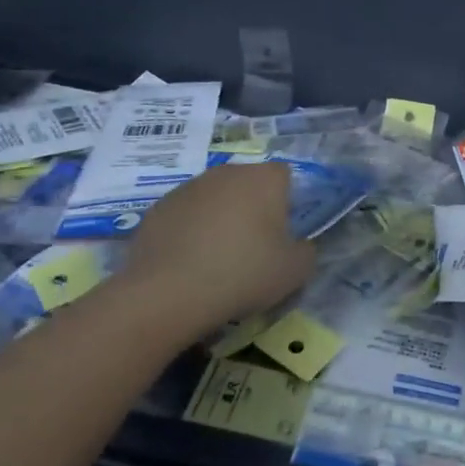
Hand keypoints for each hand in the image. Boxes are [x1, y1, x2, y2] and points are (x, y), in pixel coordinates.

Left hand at [103, 162, 313, 344]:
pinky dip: (190, 230)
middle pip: (248, 183)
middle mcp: (227, 172)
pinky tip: (188, 261)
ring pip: (215, 197)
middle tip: (252, 246)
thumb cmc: (244, 274)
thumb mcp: (295, 271)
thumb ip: (306, 250)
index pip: (284, 176)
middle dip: (252, 206)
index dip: (286, 201)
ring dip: (220, 217)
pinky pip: (185, 214)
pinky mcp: (158, 207)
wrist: (169, 293)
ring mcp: (189, 187)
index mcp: (264, 179)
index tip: (282, 232)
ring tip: (216, 257)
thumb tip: (299, 244)